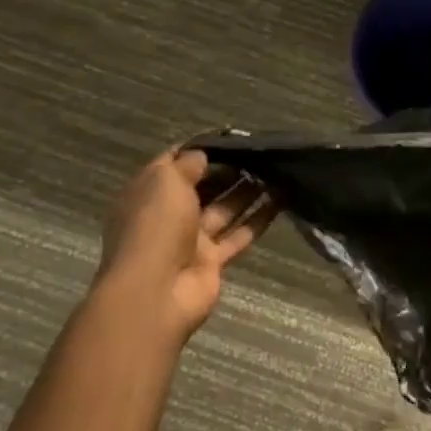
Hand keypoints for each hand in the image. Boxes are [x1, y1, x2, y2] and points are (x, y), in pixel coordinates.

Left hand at [93, 149, 273, 343]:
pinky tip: (282, 199)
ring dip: (248, 190)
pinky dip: (259, 218)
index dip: (200, 149)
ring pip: (224, 209)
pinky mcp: (212, 261)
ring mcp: (190, 240)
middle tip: (260, 153)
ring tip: (276, 170)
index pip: (174, 163)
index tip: (231, 137)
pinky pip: (239, 234)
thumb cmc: (155, 226)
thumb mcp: (167, 181)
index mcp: (148, 192)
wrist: (154, 294)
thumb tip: (204, 155)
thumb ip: (188, 163)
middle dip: (228, 169)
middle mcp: (168, 214)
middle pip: (203, 186)